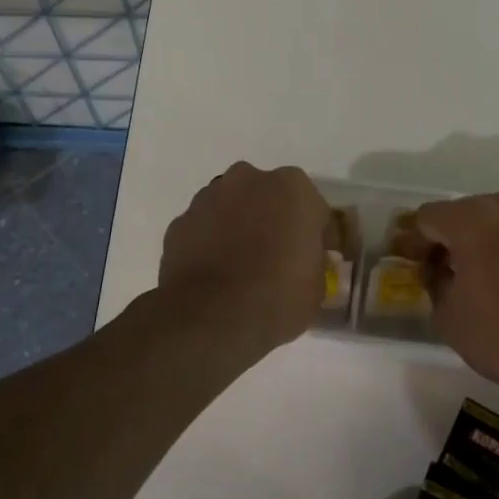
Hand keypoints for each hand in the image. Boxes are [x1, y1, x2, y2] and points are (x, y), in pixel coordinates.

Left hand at [158, 162, 330, 356]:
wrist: (211, 318)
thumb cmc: (278, 296)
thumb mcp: (318, 284)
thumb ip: (313, 260)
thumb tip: (303, 260)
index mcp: (292, 187)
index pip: (313, 208)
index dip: (315, 235)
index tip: (314, 259)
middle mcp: (248, 180)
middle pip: (268, 197)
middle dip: (273, 219)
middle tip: (277, 257)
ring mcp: (208, 197)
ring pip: (232, 207)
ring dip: (239, 227)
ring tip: (242, 267)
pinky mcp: (180, 222)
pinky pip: (204, 228)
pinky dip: (210, 243)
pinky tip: (216, 273)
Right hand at [412, 187, 498, 398]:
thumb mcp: (448, 318)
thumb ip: (434, 284)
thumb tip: (439, 272)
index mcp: (473, 217)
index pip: (427, 217)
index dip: (414, 242)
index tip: (414, 266)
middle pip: (469, 214)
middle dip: (455, 241)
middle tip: (450, 275)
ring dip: (493, 243)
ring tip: (495, 282)